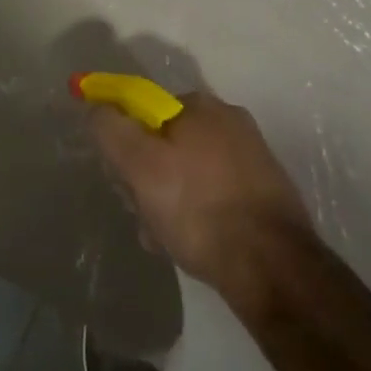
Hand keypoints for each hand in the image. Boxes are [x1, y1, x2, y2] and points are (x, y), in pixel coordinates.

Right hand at [88, 90, 313, 295]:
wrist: (272, 266)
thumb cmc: (199, 209)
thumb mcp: (140, 166)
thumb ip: (112, 130)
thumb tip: (97, 107)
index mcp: (200, 105)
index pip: (144, 112)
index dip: (125, 145)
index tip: (121, 181)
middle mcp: (229, 119)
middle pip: (167, 142)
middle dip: (148, 178)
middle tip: (143, 215)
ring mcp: (252, 154)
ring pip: (190, 172)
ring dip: (170, 200)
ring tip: (166, 239)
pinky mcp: (266, 190)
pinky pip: (216, 192)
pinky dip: (200, 212)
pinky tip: (194, 244)